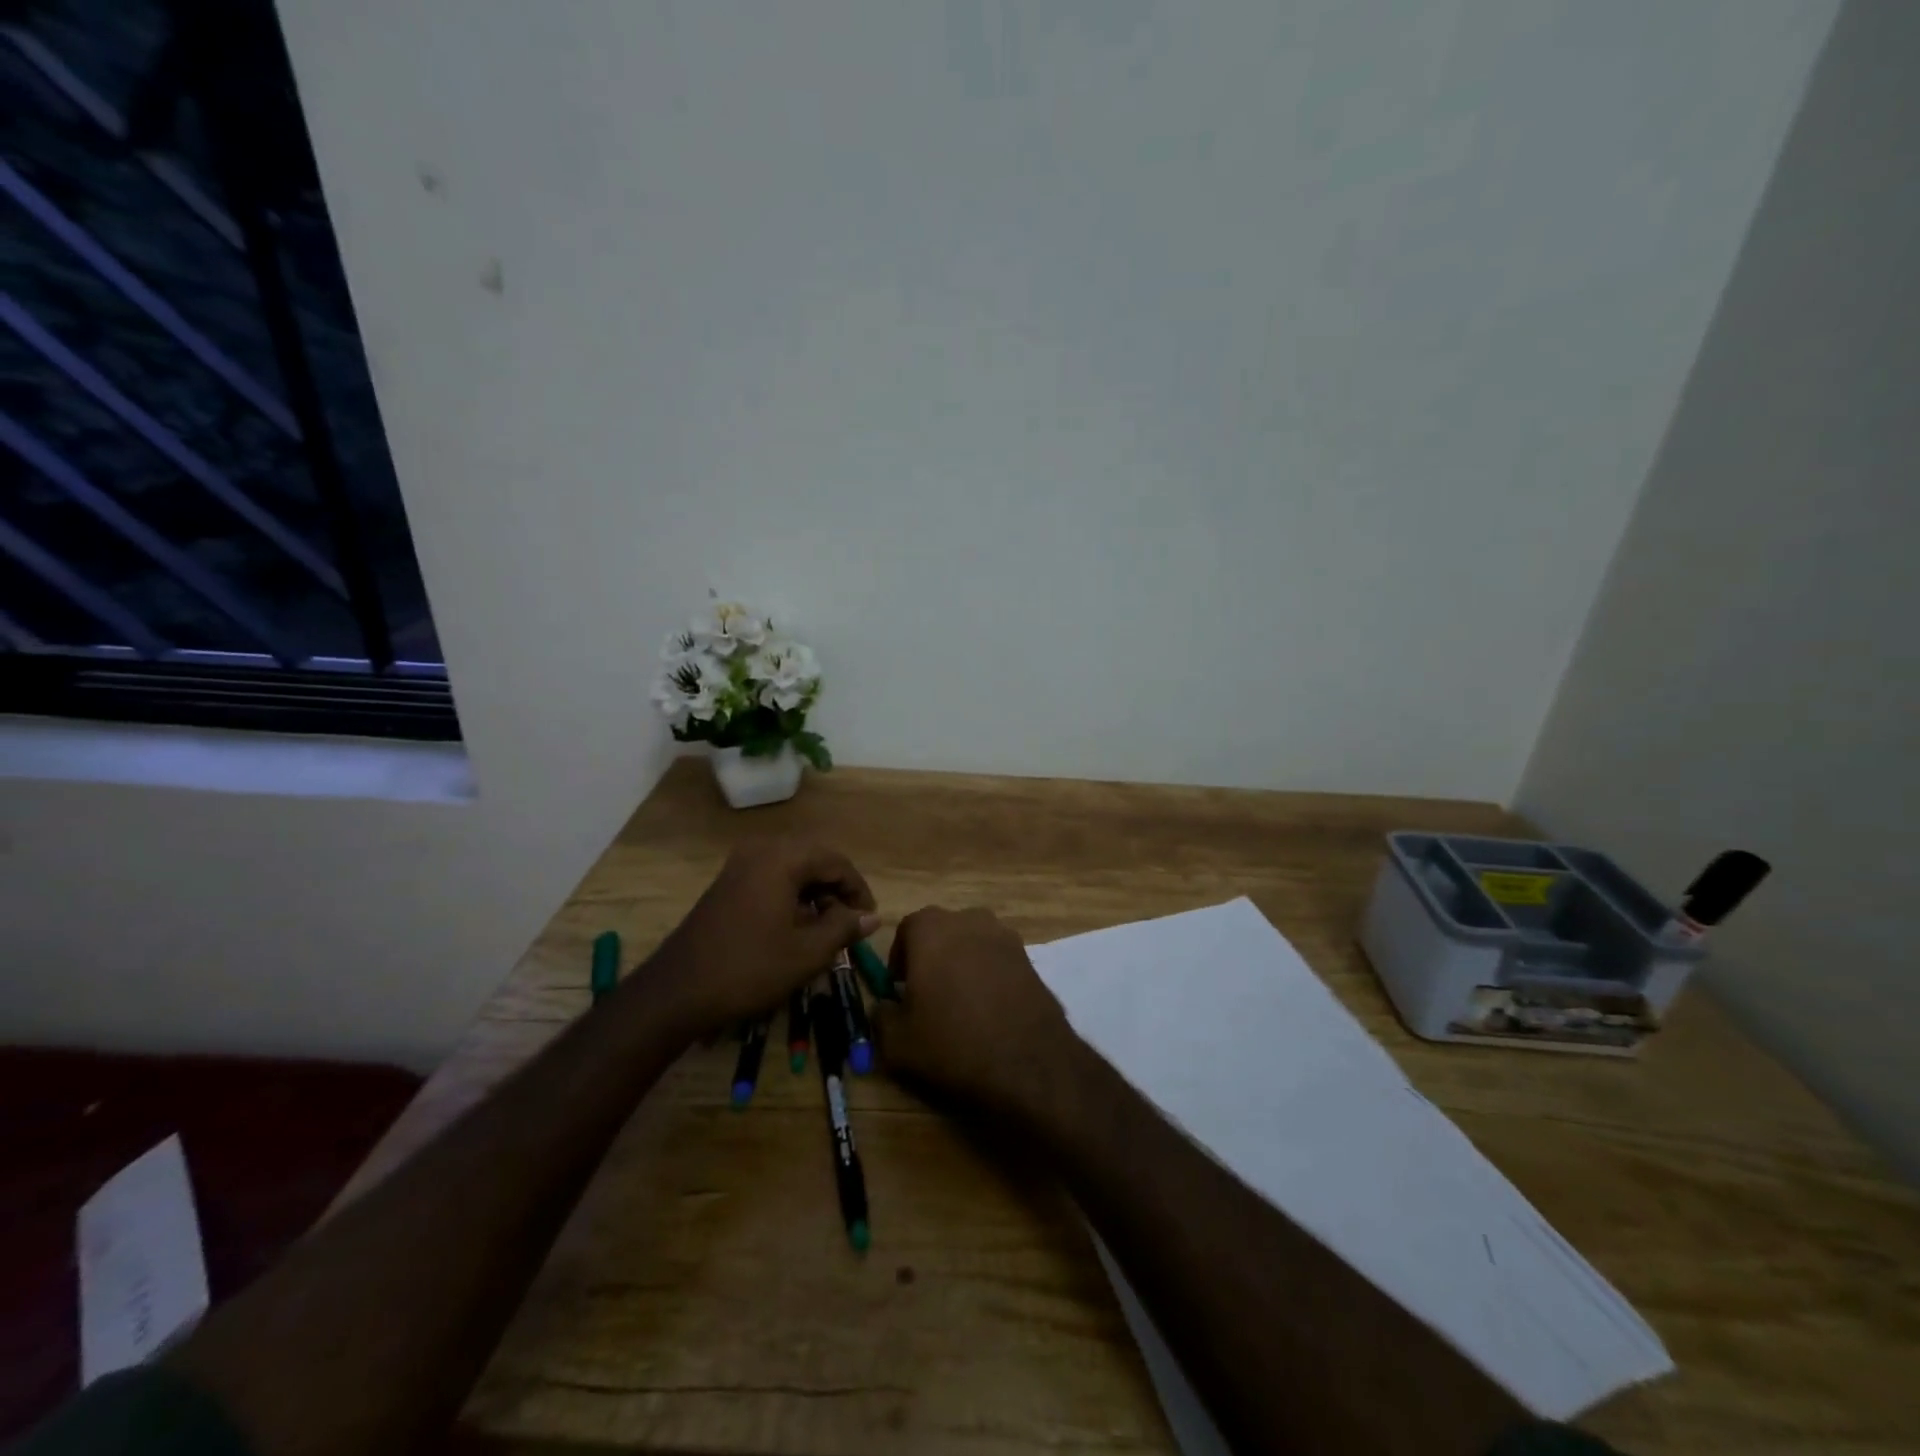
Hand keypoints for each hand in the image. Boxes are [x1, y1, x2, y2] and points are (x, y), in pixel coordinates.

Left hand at [647, 839, 878, 1038]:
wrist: (677, 991)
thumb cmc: (749, 969)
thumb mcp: (807, 953)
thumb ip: (844, 928)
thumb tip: (872, 917)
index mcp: (782, 858)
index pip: (836, 862)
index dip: (858, 890)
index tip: (869, 920)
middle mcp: (761, 850)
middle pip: (814, 860)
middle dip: (837, 890)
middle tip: (851, 923)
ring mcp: (740, 865)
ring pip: (793, 869)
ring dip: (815, 894)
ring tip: (827, 929)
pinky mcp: (728, 883)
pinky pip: (771, 878)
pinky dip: (792, 897)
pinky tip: (797, 928)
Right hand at [870, 906, 1075, 1118]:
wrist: (1028, 1062)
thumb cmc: (953, 1042)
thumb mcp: (898, 1042)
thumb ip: (881, 1016)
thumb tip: (884, 1005)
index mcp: (931, 928)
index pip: (907, 929)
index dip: (899, 958)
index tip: (899, 988)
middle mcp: (969, 920)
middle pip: (942, 932)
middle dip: (932, 957)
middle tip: (928, 996)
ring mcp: (1005, 936)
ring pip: (972, 943)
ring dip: (963, 963)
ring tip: (961, 1003)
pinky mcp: (1030, 957)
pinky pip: (998, 960)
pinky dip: (990, 976)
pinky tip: (990, 1009)